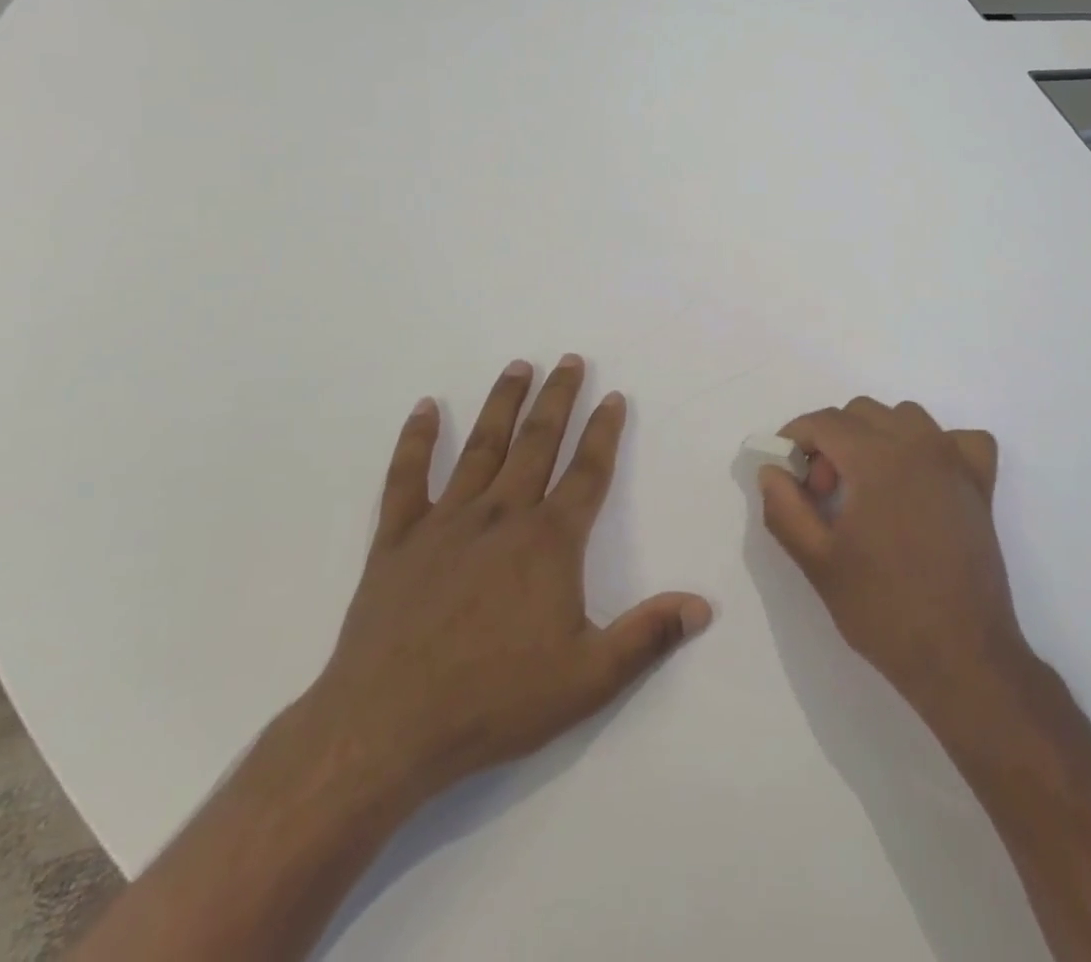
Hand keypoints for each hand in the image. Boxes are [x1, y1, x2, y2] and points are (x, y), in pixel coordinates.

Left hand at [289, 356, 712, 827]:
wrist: (386, 730)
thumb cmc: (495, 701)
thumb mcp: (588, 679)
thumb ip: (648, 637)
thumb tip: (704, 607)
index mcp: (549, 541)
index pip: (587, 471)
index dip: (604, 431)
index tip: (614, 396)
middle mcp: (502, 515)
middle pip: (537, 442)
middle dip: (558, 398)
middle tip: (570, 359)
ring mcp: (445, 522)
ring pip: (482, 447)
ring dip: (503, 403)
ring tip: (518, 366)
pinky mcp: (396, 540)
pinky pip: (406, 478)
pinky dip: (417, 440)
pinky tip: (427, 408)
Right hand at [759, 398, 1027, 728]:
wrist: (961, 658)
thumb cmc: (883, 609)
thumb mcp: (818, 561)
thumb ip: (785, 507)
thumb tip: (771, 470)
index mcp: (877, 458)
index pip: (824, 421)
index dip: (795, 438)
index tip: (785, 471)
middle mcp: (919, 445)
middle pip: (861, 413)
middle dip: (832, 441)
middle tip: (823, 493)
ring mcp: (955, 462)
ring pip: (906, 418)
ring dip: (877, 437)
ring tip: (866, 486)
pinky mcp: (981, 486)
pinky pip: (960, 440)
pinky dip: (936, 446)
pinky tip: (922, 478)